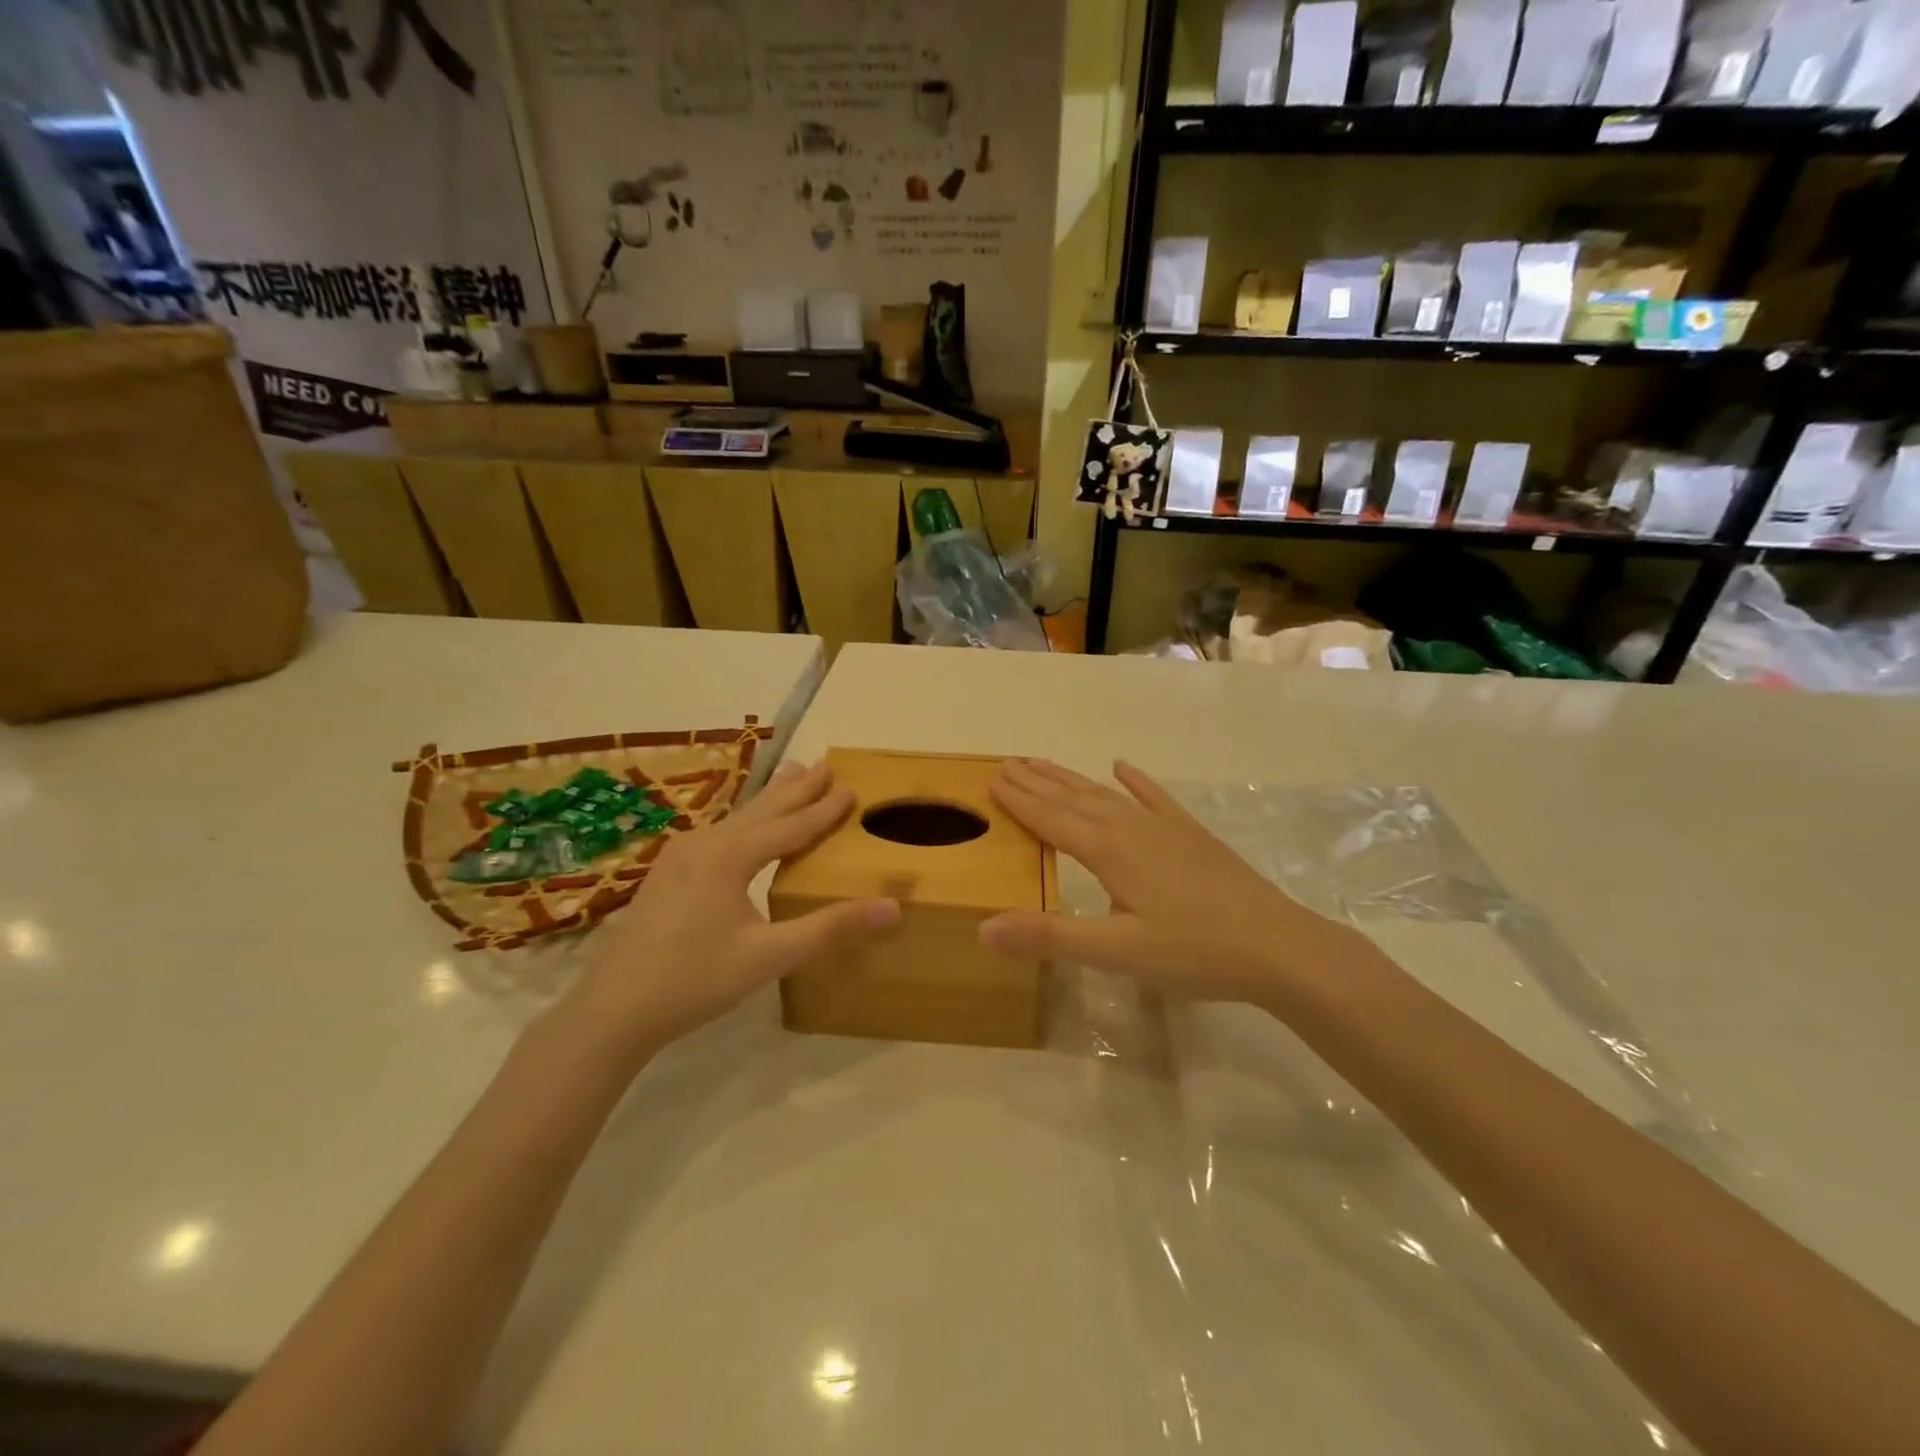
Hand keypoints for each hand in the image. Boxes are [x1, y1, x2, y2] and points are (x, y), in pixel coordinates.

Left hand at [562, 761, 900, 1055]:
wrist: (612, 1009)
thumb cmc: (694, 980)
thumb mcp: (769, 956)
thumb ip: (830, 929)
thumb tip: (893, 907)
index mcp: (730, 856)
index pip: (790, 826)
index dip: (823, 809)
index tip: (851, 787)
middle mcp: (705, 844)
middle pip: (761, 809)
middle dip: (796, 788)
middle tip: (824, 764)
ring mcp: (680, 856)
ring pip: (737, 818)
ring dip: (769, 800)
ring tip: (790, 775)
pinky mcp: (667, 873)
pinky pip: (718, 832)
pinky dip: (745, 820)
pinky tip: (741, 827)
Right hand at [980, 758, 1357, 1001]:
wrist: (1278, 945)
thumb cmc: (1194, 952)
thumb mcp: (1117, 953)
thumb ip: (1050, 937)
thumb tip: (983, 929)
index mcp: (1109, 851)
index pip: (1051, 819)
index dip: (1020, 801)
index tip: (991, 779)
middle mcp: (1131, 827)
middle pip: (1074, 798)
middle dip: (1038, 781)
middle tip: (1007, 762)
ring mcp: (1165, 826)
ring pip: (1106, 793)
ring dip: (1071, 778)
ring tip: (1044, 764)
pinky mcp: (1191, 834)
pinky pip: (1154, 797)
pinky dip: (1135, 781)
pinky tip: (1122, 768)